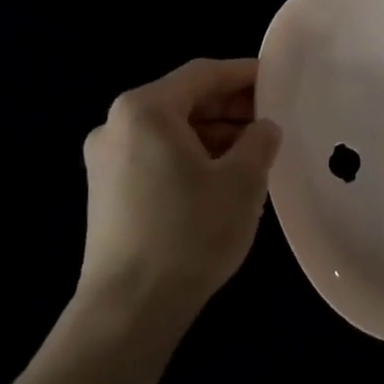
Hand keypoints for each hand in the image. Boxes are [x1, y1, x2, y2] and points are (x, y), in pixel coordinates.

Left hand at [74, 58, 282, 337]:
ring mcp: (105, 161)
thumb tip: (264, 128)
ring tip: (252, 154)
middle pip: (183, 100)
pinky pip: (155, 157)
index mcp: (145, 110)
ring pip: (169, 131)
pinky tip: (220, 180)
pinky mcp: (106, 193)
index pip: (203, 74)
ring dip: (212, 135)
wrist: (129, 309)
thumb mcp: (242, 181)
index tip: (278, 79)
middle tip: (270, 121)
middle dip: (229, 107)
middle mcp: (116, 125)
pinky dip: (190, 157)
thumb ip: (260, 141)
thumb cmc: (189, 233)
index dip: (244, 73)